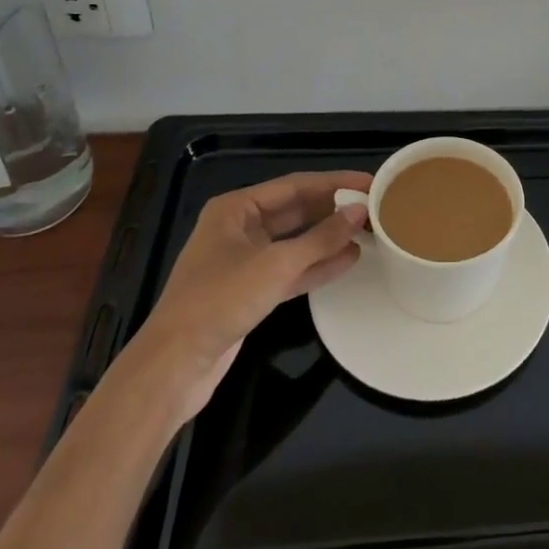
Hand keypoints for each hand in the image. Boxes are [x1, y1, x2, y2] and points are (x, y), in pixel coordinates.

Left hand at [126, 170, 370, 424]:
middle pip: (296, 211)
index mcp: (236, 209)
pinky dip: (316, 265)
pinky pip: (290, 269)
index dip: (335, 182)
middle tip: (374, 207)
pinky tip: (348, 260)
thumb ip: (321, 238)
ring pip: (295, 242)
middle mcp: (240, 228)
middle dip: (333, 210)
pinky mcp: (249, 292)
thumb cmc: (219, 301)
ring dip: (328, 238)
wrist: (173, 367)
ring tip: (368, 232)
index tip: (370, 181)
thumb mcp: (275, 265)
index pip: (295, 185)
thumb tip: (359, 211)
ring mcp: (244, 261)